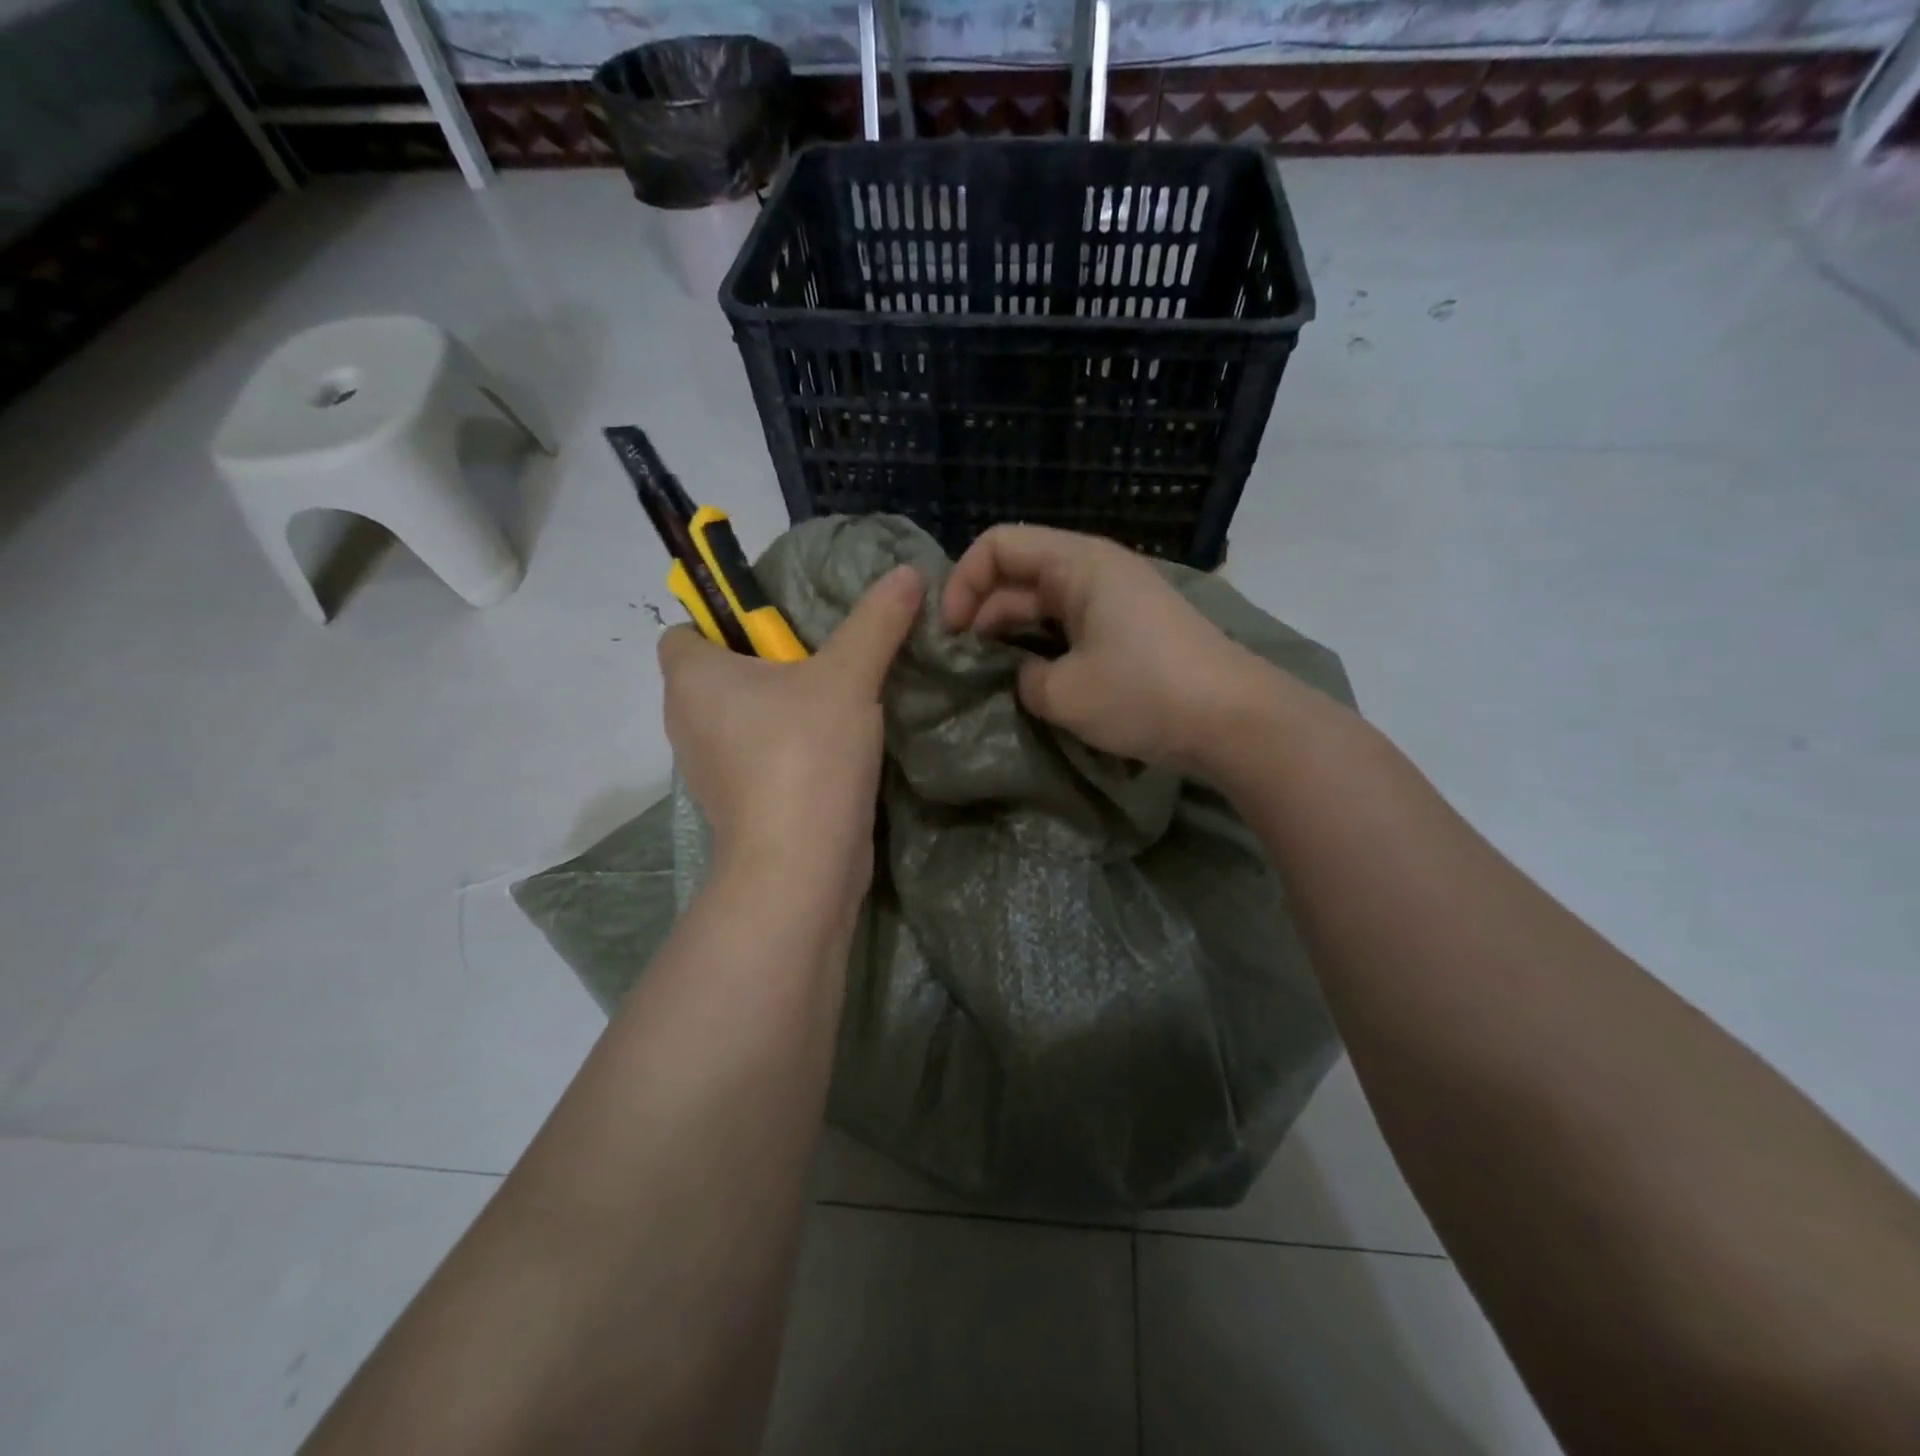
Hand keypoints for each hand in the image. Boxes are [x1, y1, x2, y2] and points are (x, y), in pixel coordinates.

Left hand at [658, 564, 923, 908]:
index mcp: (691, 678)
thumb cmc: (805, 755)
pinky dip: (787, 747)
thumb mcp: (848, 676)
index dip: (725, 619)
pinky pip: (757, 755)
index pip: (686, 630)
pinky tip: (835, 747)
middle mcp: (687, 721)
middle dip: (768, 662)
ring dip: (781, 708)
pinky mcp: (739, 803)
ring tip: (837, 699)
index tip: (781, 626)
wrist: (800, 868)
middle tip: (824, 657)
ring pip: (742, 718)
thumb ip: (876, 621)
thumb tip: (907, 571)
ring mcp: (710, 768)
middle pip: (720, 673)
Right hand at [943, 525, 1253, 770]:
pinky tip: (1033, 683)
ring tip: (989, 679)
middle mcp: (1094, 569)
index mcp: (1076, 563)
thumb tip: (1024, 677)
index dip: (962, 583)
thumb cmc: (1144, 693)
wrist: (1234, 720)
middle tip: (961, 666)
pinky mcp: (1129, 629)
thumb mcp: (1064, 693)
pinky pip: (1070, 626)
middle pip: (1018, 575)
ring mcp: (1115, 599)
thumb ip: (1022, 679)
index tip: (951, 635)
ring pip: (1043, 604)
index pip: (997, 545)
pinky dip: (1044, 648)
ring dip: (1012, 636)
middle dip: (982, 614)